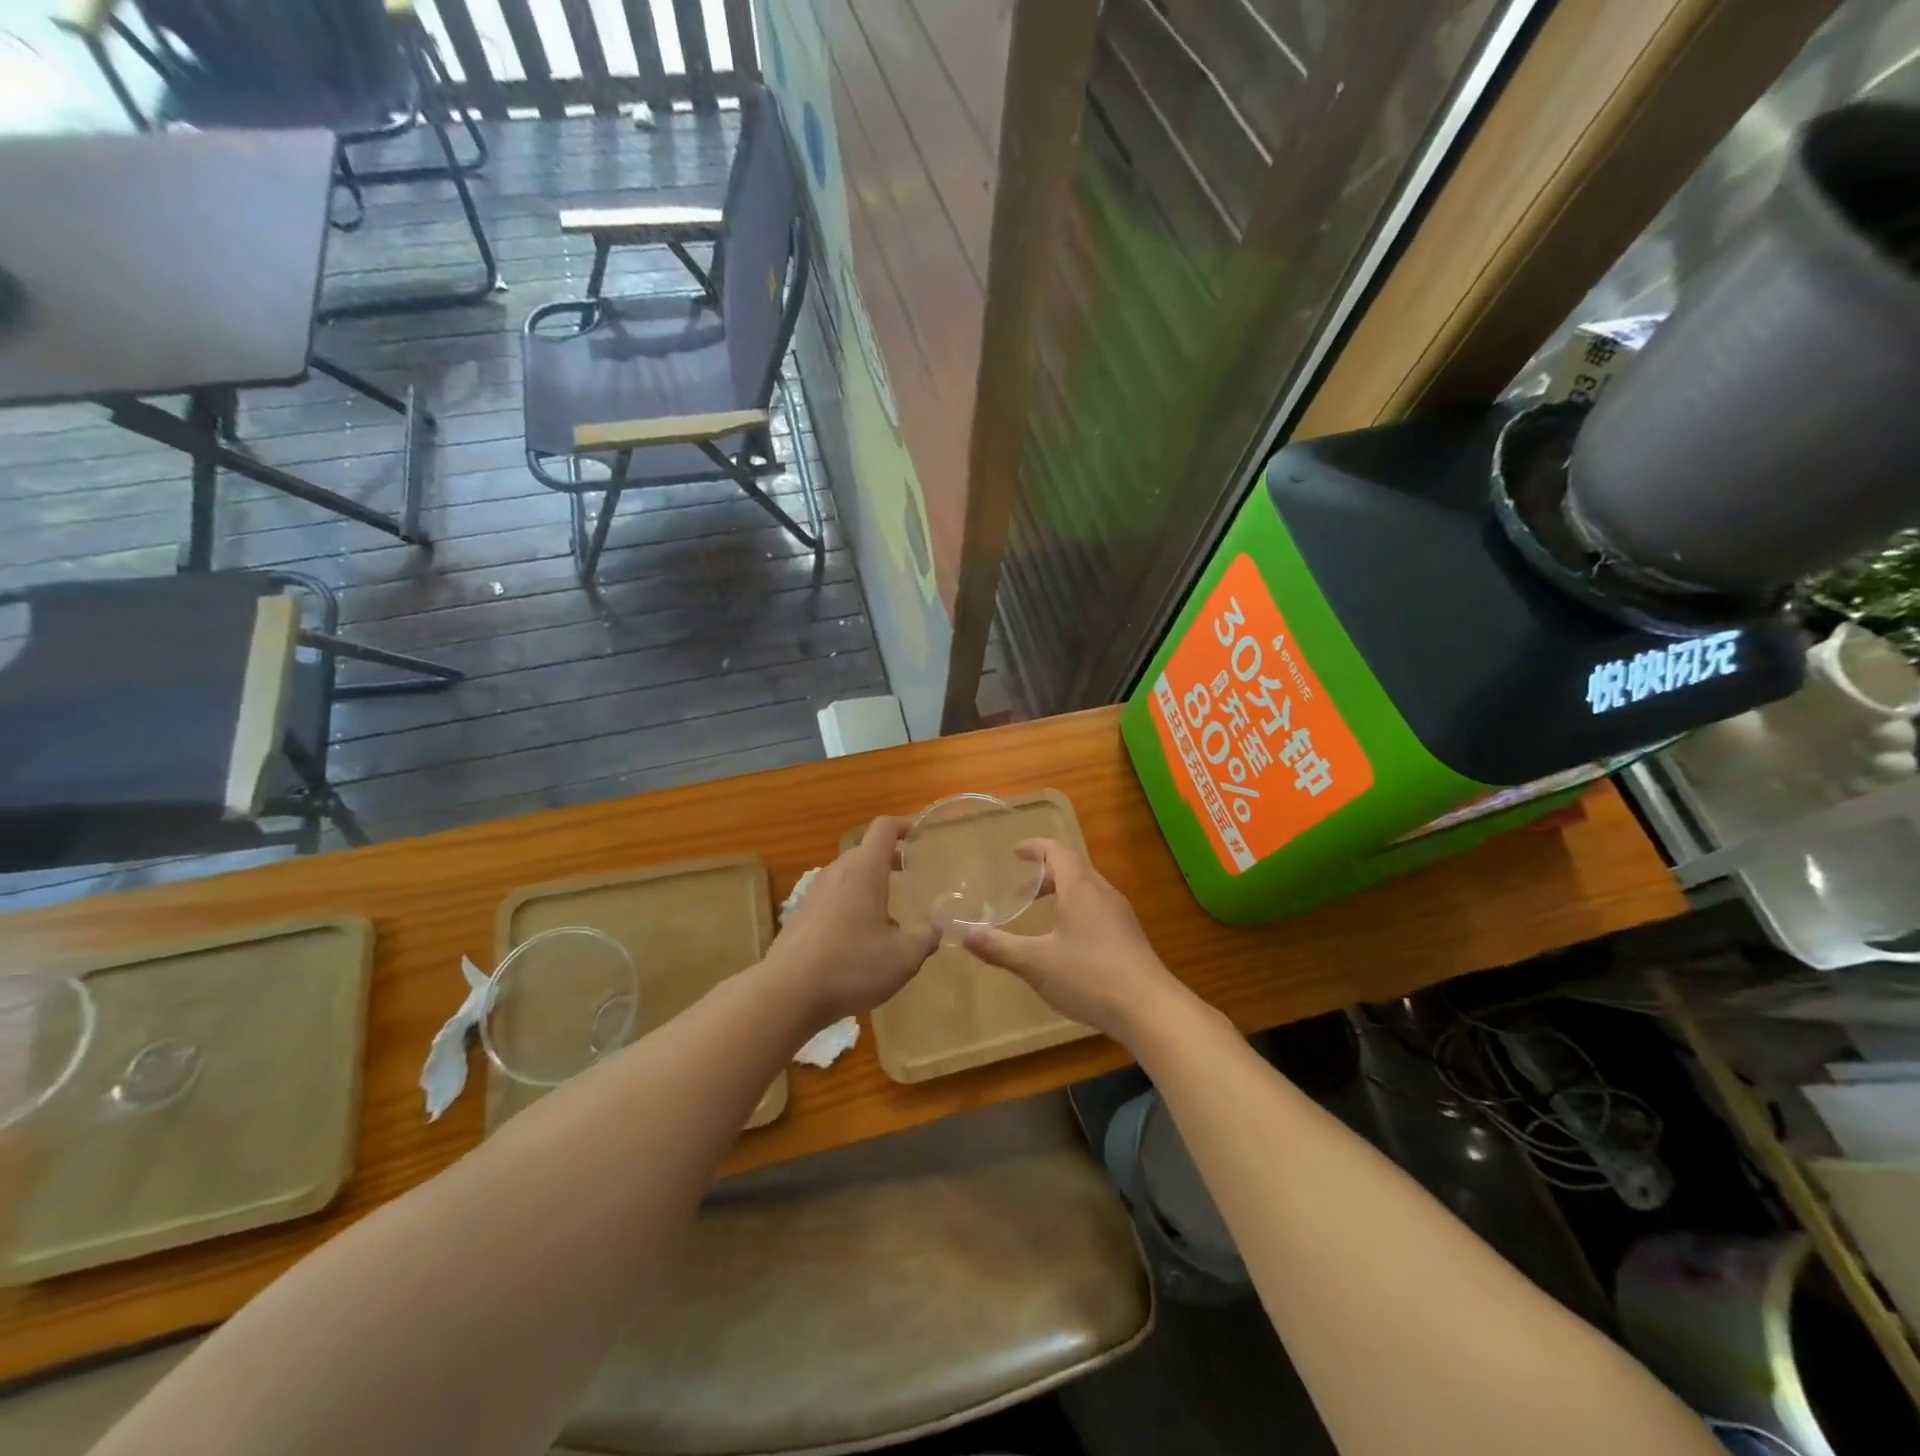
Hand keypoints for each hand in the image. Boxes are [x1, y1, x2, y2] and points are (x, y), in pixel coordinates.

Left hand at [765, 817, 939, 1025]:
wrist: (787, 993)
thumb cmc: (851, 965)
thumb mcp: (903, 957)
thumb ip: (925, 938)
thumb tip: (936, 929)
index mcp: (864, 871)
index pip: (884, 829)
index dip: (904, 825)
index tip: (921, 835)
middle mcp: (837, 873)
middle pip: (865, 852)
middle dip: (889, 859)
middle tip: (910, 876)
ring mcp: (813, 893)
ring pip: (847, 876)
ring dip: (869, 885)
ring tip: (888, 914)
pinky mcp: (800, 916)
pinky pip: (832, 898)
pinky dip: (850, 905)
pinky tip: (858, 939)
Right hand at [964, 838, 1187, 1044]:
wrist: (1150, 1009)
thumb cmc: (1089, 976)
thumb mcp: (1036, 963)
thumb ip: (999, 947)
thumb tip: (965, 934)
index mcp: (1081, 888)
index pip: (1057, 851)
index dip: (1035, 847)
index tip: (1016, 852)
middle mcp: (1104, 894)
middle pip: (1074, 870)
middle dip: (1047, 874)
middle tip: (1023, 889)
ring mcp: (1121, 916)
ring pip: (1088, 892)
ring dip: (1064, 894)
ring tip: (1042, 915)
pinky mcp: (1130, 939)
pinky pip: (1099, 911)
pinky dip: (1078, 913)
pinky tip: (1068, 944)